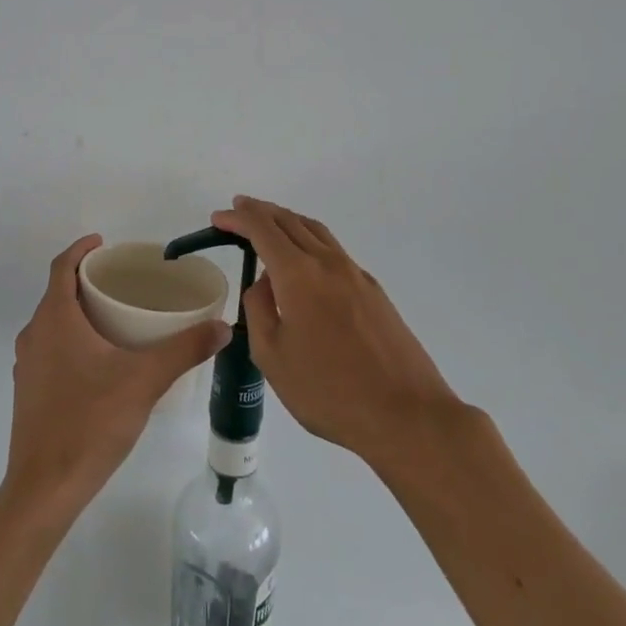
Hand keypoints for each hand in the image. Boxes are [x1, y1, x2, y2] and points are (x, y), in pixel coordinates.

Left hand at [2, 235, 230, 523]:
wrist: (44, 487)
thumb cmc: (90, 423)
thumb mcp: (144, 381)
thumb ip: (184, 350)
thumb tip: (222, 327)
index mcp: (55, 319)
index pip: (61, 267)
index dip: (81, 249)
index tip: (104, 243)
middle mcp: (34, 334)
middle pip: (57, 293)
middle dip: (86, 280)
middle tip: (122, 280)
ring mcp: (27, 365)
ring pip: (53, 322)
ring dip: (78, 311)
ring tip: (116, 317)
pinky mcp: (28, 390)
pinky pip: (50, 347)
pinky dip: (72, 338)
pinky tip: (100, 360)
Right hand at [212, 197, 461, 473]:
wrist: (406, 415)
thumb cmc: (329, 391)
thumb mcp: (273, 356)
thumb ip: (260, 310)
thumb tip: (264, 284)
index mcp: (299, 275)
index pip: (262, 229)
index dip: (238, 218)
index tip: (218, 218)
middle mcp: (328, 264)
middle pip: (291, 221)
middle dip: (261, 211)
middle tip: (238, 210)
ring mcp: (356, 275)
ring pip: (316, 232)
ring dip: (287, 221)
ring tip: (268, 224)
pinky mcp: (374, 292)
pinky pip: (333, 251)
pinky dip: (309, 240)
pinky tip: (304, 261)